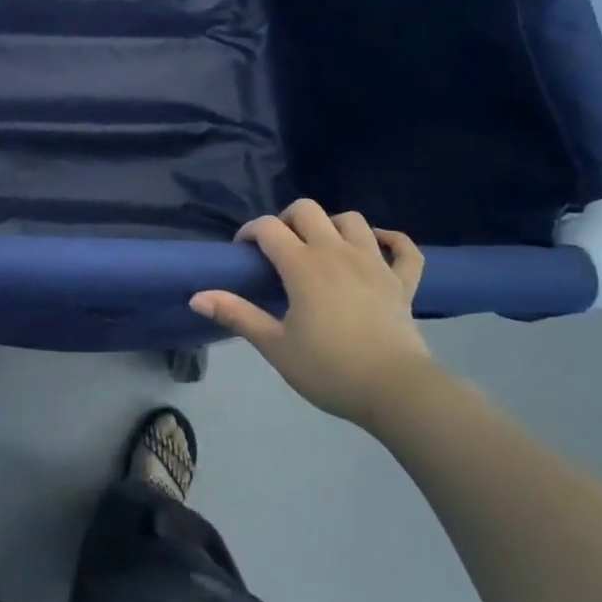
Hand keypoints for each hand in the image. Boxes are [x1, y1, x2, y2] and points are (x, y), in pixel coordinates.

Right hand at [191, 199, 432, 430]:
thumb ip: (237, 315)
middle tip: (280, 249)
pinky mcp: (403, 281)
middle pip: (307, 210)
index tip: (243, 252)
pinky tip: (378, 246)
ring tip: (322, 248)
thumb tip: (197, 297)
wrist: (396, 391)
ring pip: (352, 220)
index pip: (268, 227)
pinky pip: (404, 248)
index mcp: (303, 264)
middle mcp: (337, 251)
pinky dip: (392, 240)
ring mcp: (374, 263)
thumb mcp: (275, 346)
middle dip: (287, 220)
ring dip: (332, 225)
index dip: (250, 232)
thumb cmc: (329, 369)